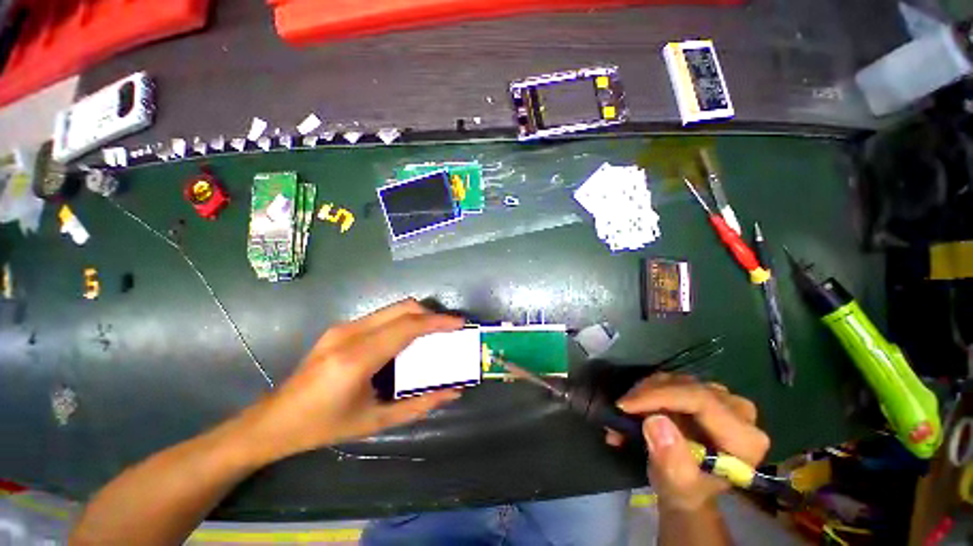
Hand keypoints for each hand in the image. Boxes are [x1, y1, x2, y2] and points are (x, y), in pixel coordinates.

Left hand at [244, 299, 464, 462]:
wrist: (274, 420)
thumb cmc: (324, 426)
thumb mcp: (375, 422)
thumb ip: (419, 406)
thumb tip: (453, 392)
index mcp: (357, 358)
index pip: (407, 327)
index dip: (437, 321)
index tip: (459, 323)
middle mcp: (350, 334)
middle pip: (402, 308)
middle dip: (430, 314)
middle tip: (448, 329)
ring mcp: (343, 327)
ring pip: (393, 309)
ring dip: (417, 316)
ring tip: (433, 334)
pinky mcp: (340, 328)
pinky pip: (382, 316)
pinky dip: (402, 321)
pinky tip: (406, 340)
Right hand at [605, 374, 769, 511]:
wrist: (687, 486)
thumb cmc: (685, 490)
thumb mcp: (677, 484)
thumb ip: (672, 459)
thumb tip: (656, 421)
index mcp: (744, 438)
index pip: (701, 400)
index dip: (660, 397)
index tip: (626, 405)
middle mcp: (739, 412)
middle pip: (687, 387)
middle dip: (649, 394)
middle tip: (622, 408)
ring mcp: (723, 399)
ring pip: (676, 380)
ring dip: (646, 391)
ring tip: (627, 410)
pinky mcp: (705, 393)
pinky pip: (672, 381)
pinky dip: (649, 390)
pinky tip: (635, 404)